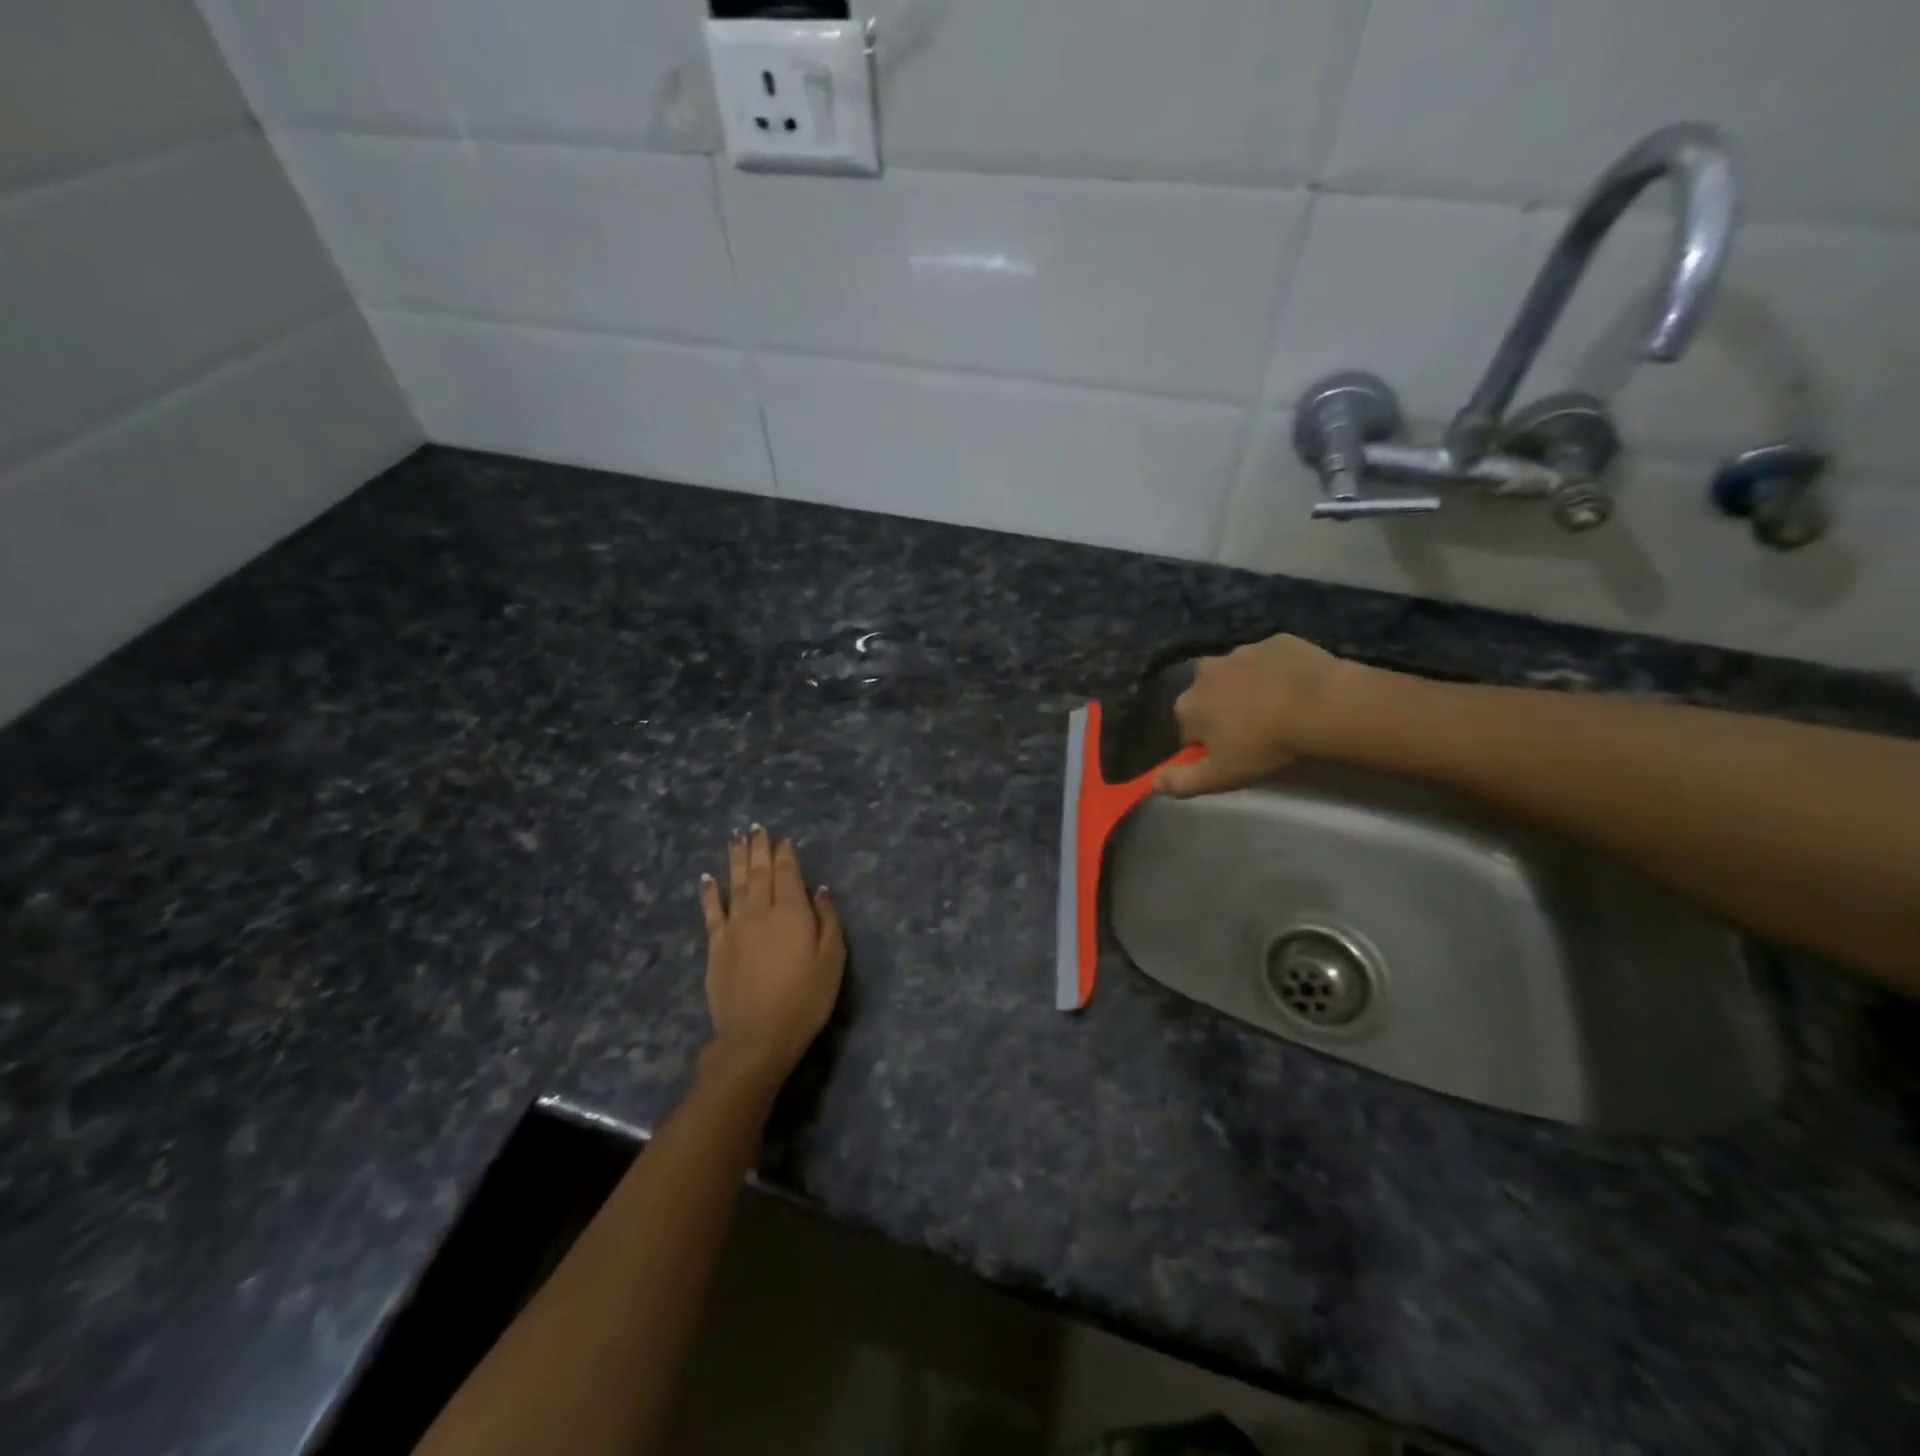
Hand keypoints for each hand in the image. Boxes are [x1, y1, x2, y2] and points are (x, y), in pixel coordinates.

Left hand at [699, 826, 845, 1090]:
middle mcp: (761, 911)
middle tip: (755, 827)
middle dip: (759, 848)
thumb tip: (821, 889)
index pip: (788, 874)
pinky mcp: (716, 946)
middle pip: (759, 872)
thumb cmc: (805, 999)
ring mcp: (735, 927)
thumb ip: (829, 920)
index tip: (783, 838)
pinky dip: (709, 893)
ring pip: (735, 884)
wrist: (757, 1037)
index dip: (785, 854)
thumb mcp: (832, 961)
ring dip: (736, 859)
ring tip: (735, 838)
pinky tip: (707, 878)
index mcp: (793, 912)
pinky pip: (711, 912)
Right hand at [1156, 634, 1360, 796]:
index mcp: (1188, 704)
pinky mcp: (1275, 641)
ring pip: (1239, 675)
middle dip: (1224, 711)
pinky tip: (1297, 689)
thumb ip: (1182, 781)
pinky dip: (1278, 672)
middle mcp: (1205, 672)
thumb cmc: (1264, 746)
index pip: (1188, 729)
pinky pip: (1270, 660)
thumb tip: (1151, 784)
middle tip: (1256, 733)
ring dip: (1250, 689)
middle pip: (1209, 696)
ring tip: (1280, 710)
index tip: (1232, 755)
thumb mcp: (1220, 776)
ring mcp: (1241, 652)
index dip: (1208, 744)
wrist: (1321, 707)